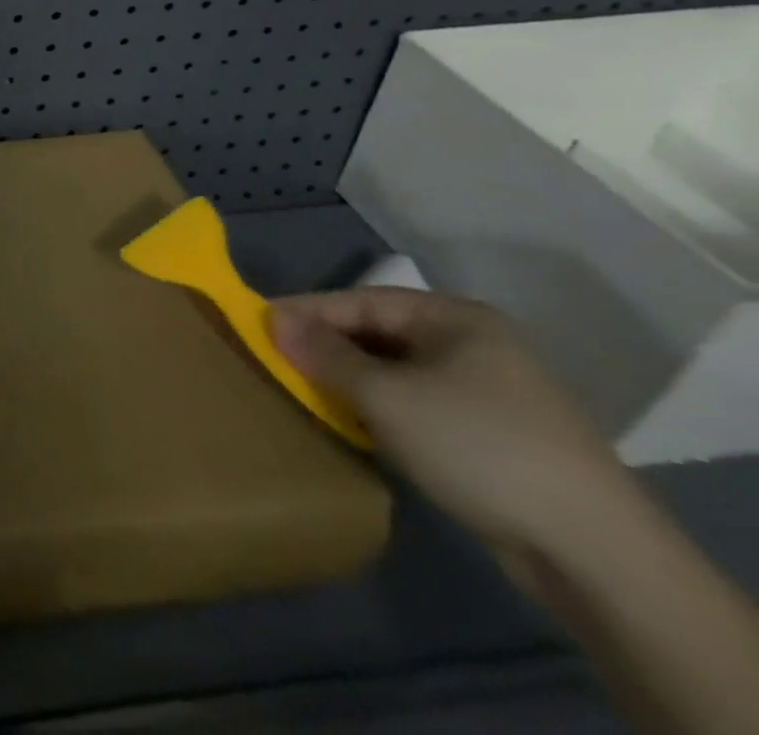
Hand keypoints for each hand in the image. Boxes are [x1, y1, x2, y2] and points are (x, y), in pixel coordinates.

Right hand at [270, 288, 638, 563]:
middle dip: (328, 348)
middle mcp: (474, 343)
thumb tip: (273, 318)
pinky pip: (420, 405)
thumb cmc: (477, 446)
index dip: (307, 312)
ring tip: (308, 392)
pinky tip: (358, 426)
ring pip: (398, 371)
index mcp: (455, 318)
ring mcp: (491, 391)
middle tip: (278, 361)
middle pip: (379, 334)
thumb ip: (325, 354)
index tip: (258, 325)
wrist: (595, 552)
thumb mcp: (386, 396)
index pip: (359, 301)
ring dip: (353, 381)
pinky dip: (384, 410)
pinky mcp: (496, 435)